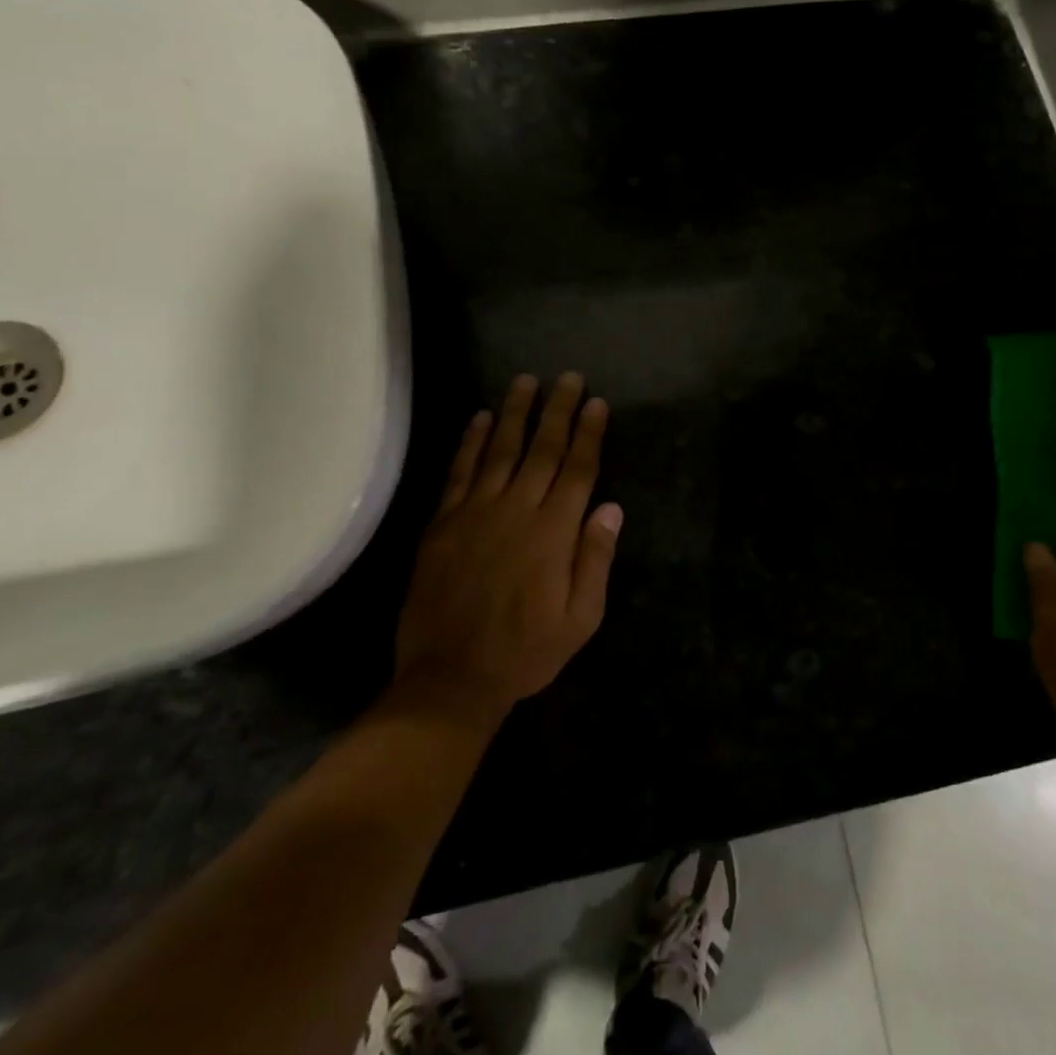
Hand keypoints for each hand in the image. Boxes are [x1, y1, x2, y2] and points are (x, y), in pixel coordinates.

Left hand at [391, 373, 622, 724]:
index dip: (588, 434)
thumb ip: (595, 560)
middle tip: (568, 377)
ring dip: (515, 413)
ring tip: (526, 381)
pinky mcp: (444, 523)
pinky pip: (460, 472)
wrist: (451, 677)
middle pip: (542, 450)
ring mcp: (476, 513)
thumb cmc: (526, 651)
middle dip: (558, 410)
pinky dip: (472, 443)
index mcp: (554, 533)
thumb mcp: (581, 619)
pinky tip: (481, 419)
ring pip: (501, 451)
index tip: (596, 402)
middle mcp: (517, 510)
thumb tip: (611, 509)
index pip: (577, 470)